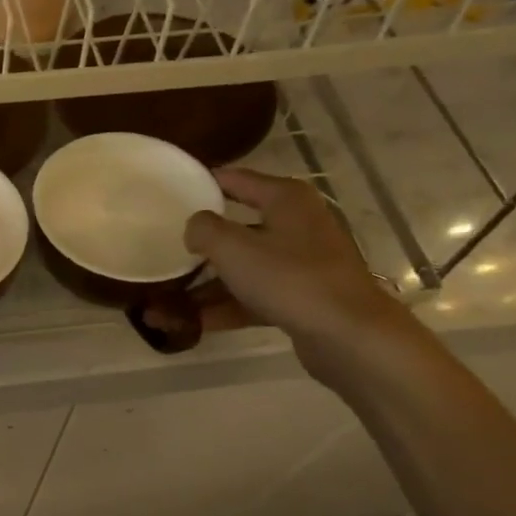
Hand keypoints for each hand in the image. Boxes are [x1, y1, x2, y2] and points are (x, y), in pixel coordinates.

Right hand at [174, 168, 415, 385]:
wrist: (350, 336)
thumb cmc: (290, 278)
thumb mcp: (233, 248)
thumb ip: (203, 229)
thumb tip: (195, 226)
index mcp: (286, 199)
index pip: (235, 179)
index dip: (202, 183)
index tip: (169, 192)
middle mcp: (297, 224)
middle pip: (238, 226)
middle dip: (201, 243)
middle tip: (165, 248)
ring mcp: (303, 262)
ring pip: (245, 266)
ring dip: (208, 283)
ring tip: (167, 300)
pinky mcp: (303, 297)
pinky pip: (255, 295)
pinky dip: (227, 306)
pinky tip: (193, 322)